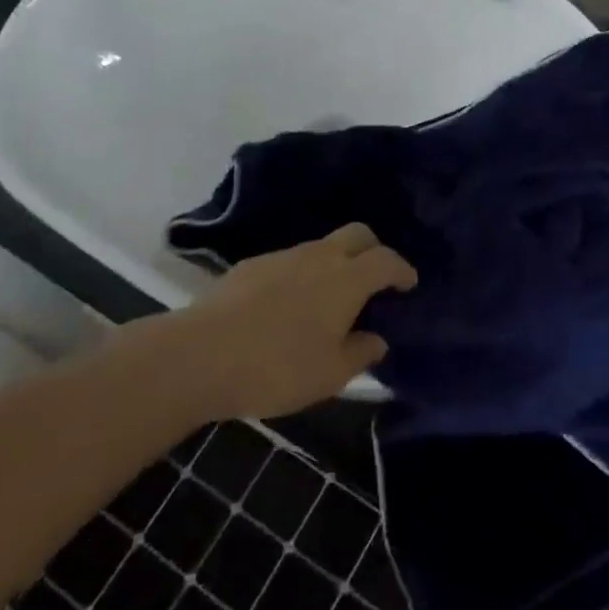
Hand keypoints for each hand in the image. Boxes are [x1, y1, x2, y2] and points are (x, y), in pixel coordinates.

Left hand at [182, 223, 417, 420]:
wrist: (200, 355)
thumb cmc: (277, 367)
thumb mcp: (330, 375)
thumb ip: (361, 353)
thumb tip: (377, 339)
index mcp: (347, 279)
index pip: (386, 260)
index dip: (402, 270)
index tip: (408, 284)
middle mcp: (320, 256)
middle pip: (358, 234)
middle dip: (373, 249)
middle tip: (375, 278)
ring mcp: (284, 257)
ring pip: (322, 246)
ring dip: (336, 263)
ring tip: (330, 299)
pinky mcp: (252, 266)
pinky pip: (291, 262)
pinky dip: (302, 275)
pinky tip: (288, 306)